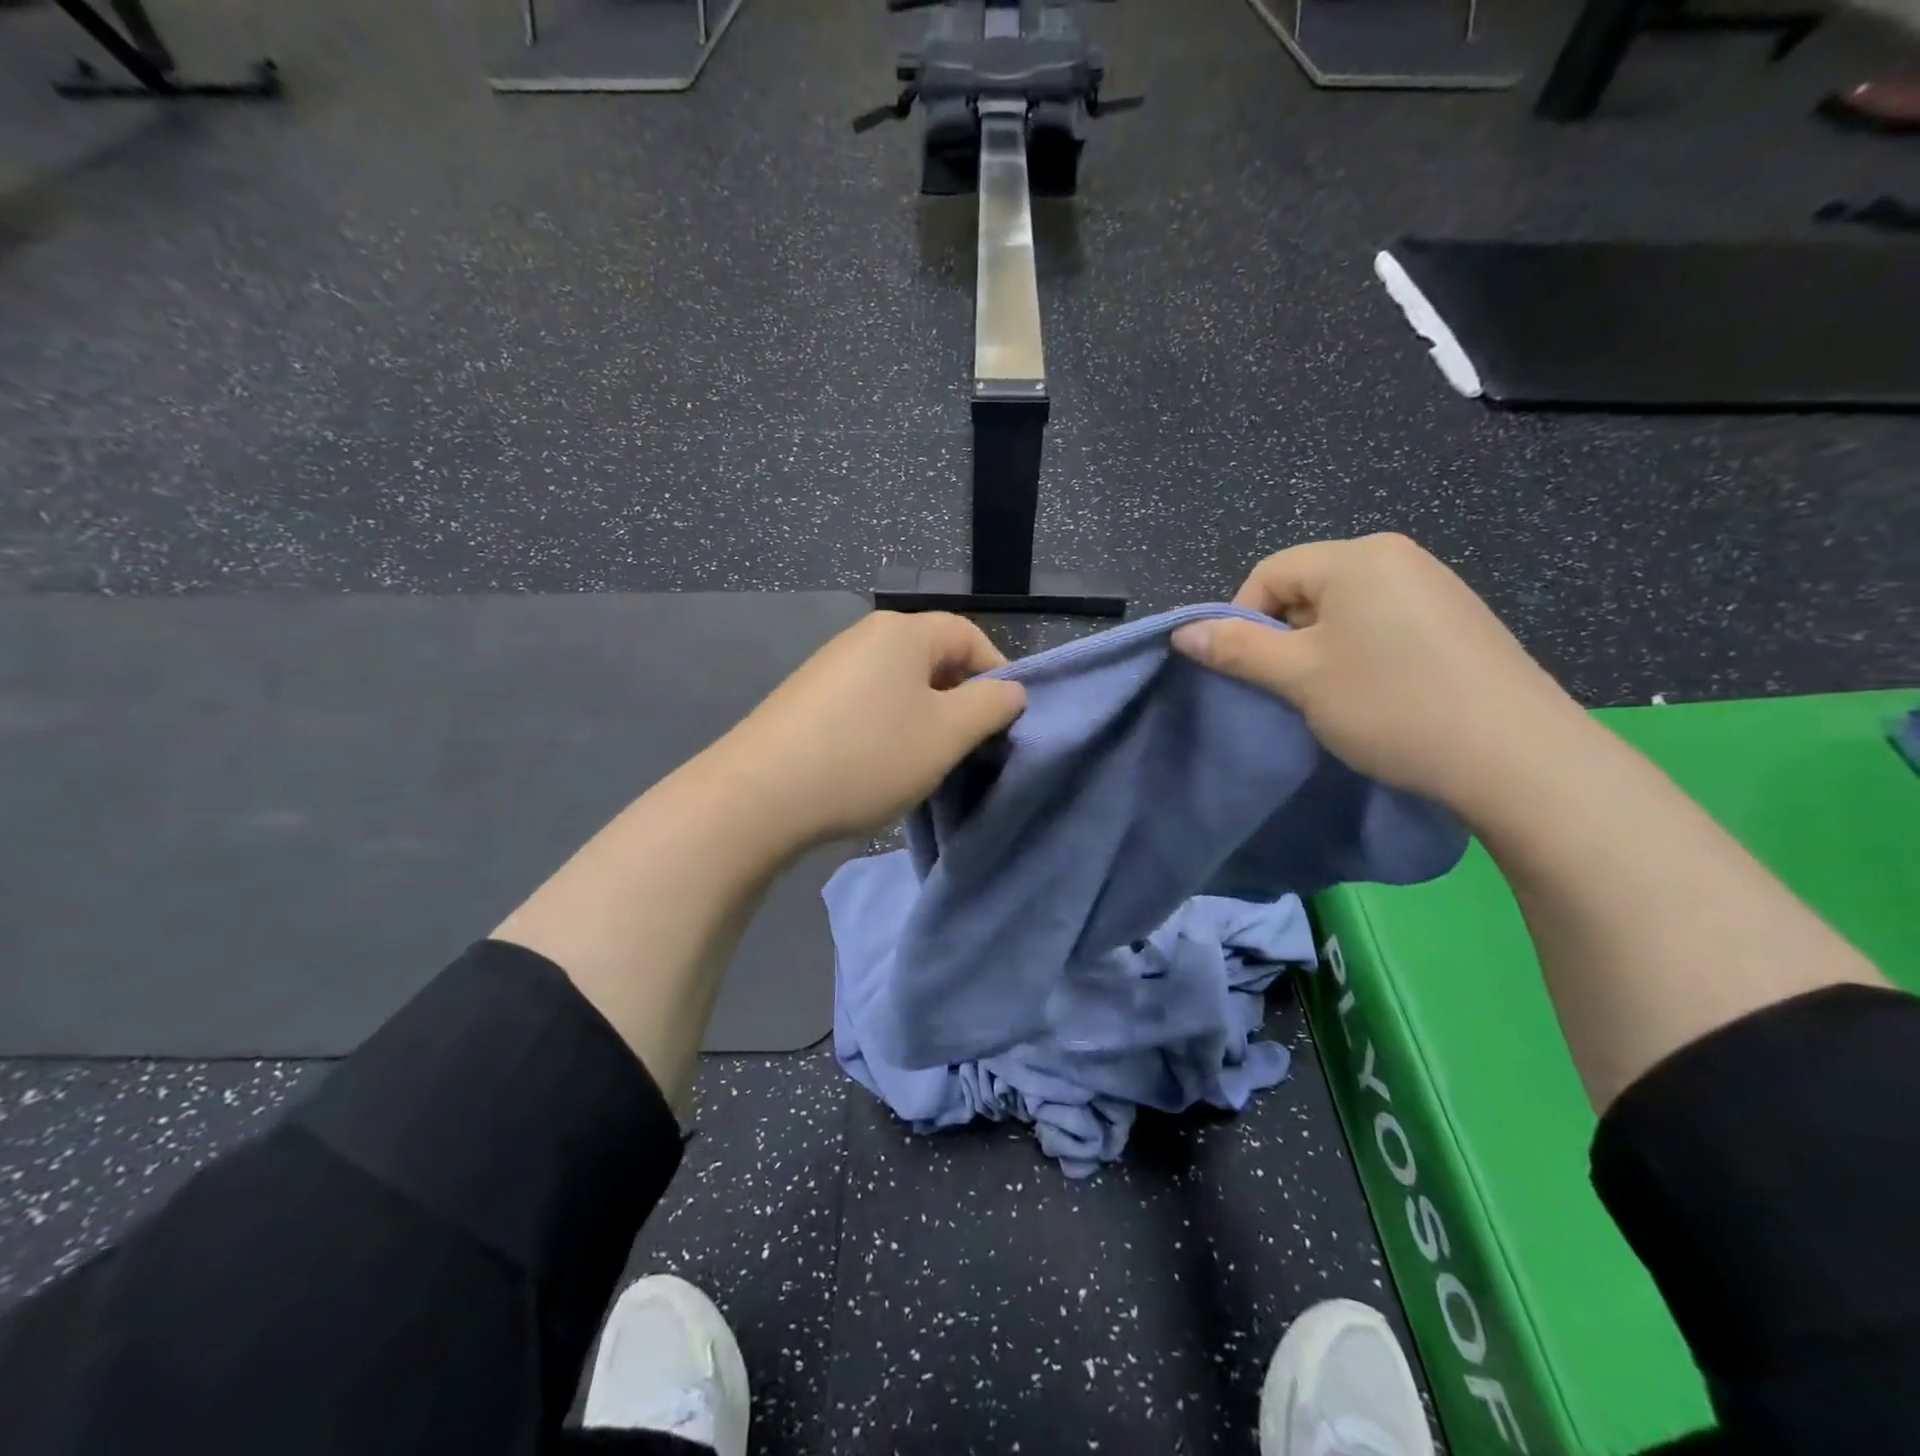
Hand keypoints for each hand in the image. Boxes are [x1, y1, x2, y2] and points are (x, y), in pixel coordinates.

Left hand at [712, 612, 1026, 846]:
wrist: (759, 795)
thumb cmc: (868, 756)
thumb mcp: (947, 734)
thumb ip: (991, 706)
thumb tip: (1010, 690)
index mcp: (903, 632)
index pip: (971, 637)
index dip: (998, 675)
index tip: (1007, 722)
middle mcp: (865, 636)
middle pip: (933, 658)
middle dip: (961, 700)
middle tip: (970, 746)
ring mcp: (830, 666)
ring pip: (900, 684)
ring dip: (925, 718)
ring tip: (928, 760)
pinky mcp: (807, 698)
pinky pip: (867, 702)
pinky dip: (888, 727)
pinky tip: (881, 763)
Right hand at [1172, 534, 1587, 813]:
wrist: (1517, 758)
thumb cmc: (1392, 705)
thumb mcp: (1300, 677)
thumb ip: (1237, 648)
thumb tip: (1181, 632)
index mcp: (1358, 556)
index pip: (1269, 573)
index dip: (1242, 620)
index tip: (1247, 671)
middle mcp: (1397, 556)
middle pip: (1306, 588)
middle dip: (1283, 636)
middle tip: (1289, 689)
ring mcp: (1434, 586)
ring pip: (1343, 610)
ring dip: (1319, 649)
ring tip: (1331, 697)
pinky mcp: (1457, 620)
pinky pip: (1382, 624)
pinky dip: (1359, 654)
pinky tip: (1376, 695)